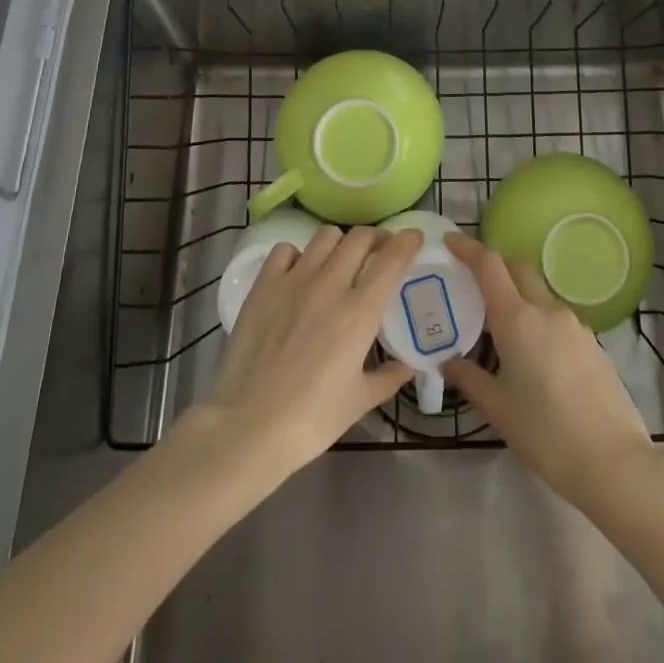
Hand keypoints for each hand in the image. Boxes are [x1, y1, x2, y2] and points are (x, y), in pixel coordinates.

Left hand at [192, 224, 422, 480]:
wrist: (249, 426)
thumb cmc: (311, 420)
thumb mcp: (359, 401)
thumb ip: (388, 377)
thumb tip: (408, 365)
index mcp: (360, 312)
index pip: (391, 259)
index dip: (407, 241)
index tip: (414, 238)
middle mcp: (330, 284)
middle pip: (360, 237)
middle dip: (376, 239)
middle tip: (379, 252)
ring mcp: (294, 280)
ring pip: (325, 236)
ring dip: (340, 243)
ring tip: (339, 260)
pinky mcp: (264, 285)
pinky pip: (285, 250)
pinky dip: (298, 255)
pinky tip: (298, 274)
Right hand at [441, 232, 658, 505]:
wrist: (614, 463)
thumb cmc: (546, 434)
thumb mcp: (498, 410)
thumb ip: (470, 379)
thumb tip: (449, 362)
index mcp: (517, 318)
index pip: (489, 264)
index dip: (467, 247)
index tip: (449, 241)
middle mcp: (546, 309)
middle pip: (517, 267)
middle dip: (495, 265)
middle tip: (473, 283)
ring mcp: (574, 324)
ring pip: (539, 293)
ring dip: (518, 296)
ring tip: (502, 329)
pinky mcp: (592, 343)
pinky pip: (557, 317)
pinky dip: (539, 320)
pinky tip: (535, 356)